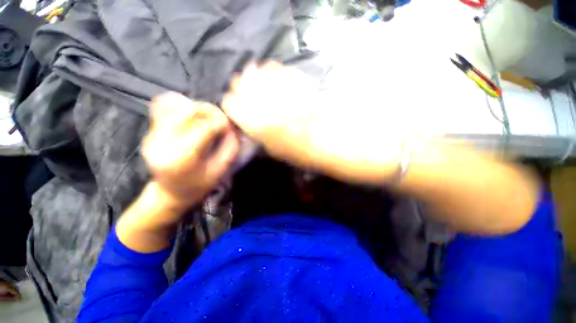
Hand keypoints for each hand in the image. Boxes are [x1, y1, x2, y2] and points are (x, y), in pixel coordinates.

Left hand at [117, 93, 238, 251]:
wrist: (167, 197)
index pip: (205, 122)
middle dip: (211, 112)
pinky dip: (180, 104)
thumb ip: (229, 147)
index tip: (231, 125)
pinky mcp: (151, 131)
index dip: (222, 120)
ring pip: (176, 104)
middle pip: (191, 109)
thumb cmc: (198, 188)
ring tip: (208, 121)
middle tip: (222, 122)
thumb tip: (234, 126)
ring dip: (197, 108)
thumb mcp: (221, 171)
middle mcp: (161, 141)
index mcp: (182, 155)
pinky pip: (164, 106)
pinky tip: (191, 117)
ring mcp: (152, 134)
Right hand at [223, 62, 401, 184]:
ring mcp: (285, 89)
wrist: (343, 142)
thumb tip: (248, 123)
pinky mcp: (301, 81)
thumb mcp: (279, 153)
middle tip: (246, 96)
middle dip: (241, 90)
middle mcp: (268, 103)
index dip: (232, 106)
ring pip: (258, 72)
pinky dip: (273, 73)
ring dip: (255, 78)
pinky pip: (279, 70)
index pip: (231, 104)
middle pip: (242, 83)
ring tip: (258, 85)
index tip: (236, 110)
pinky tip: (273, 76)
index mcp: (261, 125)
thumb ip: (260, 136)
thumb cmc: (310, 155)